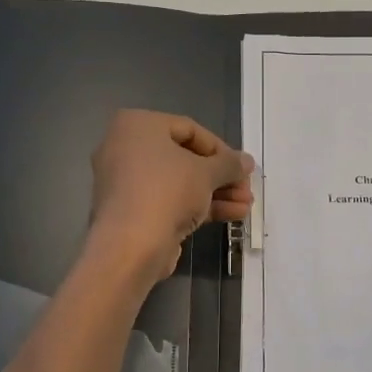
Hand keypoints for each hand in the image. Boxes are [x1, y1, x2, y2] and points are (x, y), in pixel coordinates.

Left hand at [87, 110, 253, 283]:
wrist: (130, 245)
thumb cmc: (167, 191)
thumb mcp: (207, 172)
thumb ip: (229, 164)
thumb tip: (247, 161)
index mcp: (138, 125)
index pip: (189, 129)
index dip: (221, 149)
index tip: (241, 167)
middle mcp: (125, 148)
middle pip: (185, 158)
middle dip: (220, 176)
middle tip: (246, 189)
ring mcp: (126, 183)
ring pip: (179, 183)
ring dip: (215, 193)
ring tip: (245, 206)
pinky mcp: (131, 212)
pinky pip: (169, 201)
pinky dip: (197, 206)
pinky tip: (231, 216)